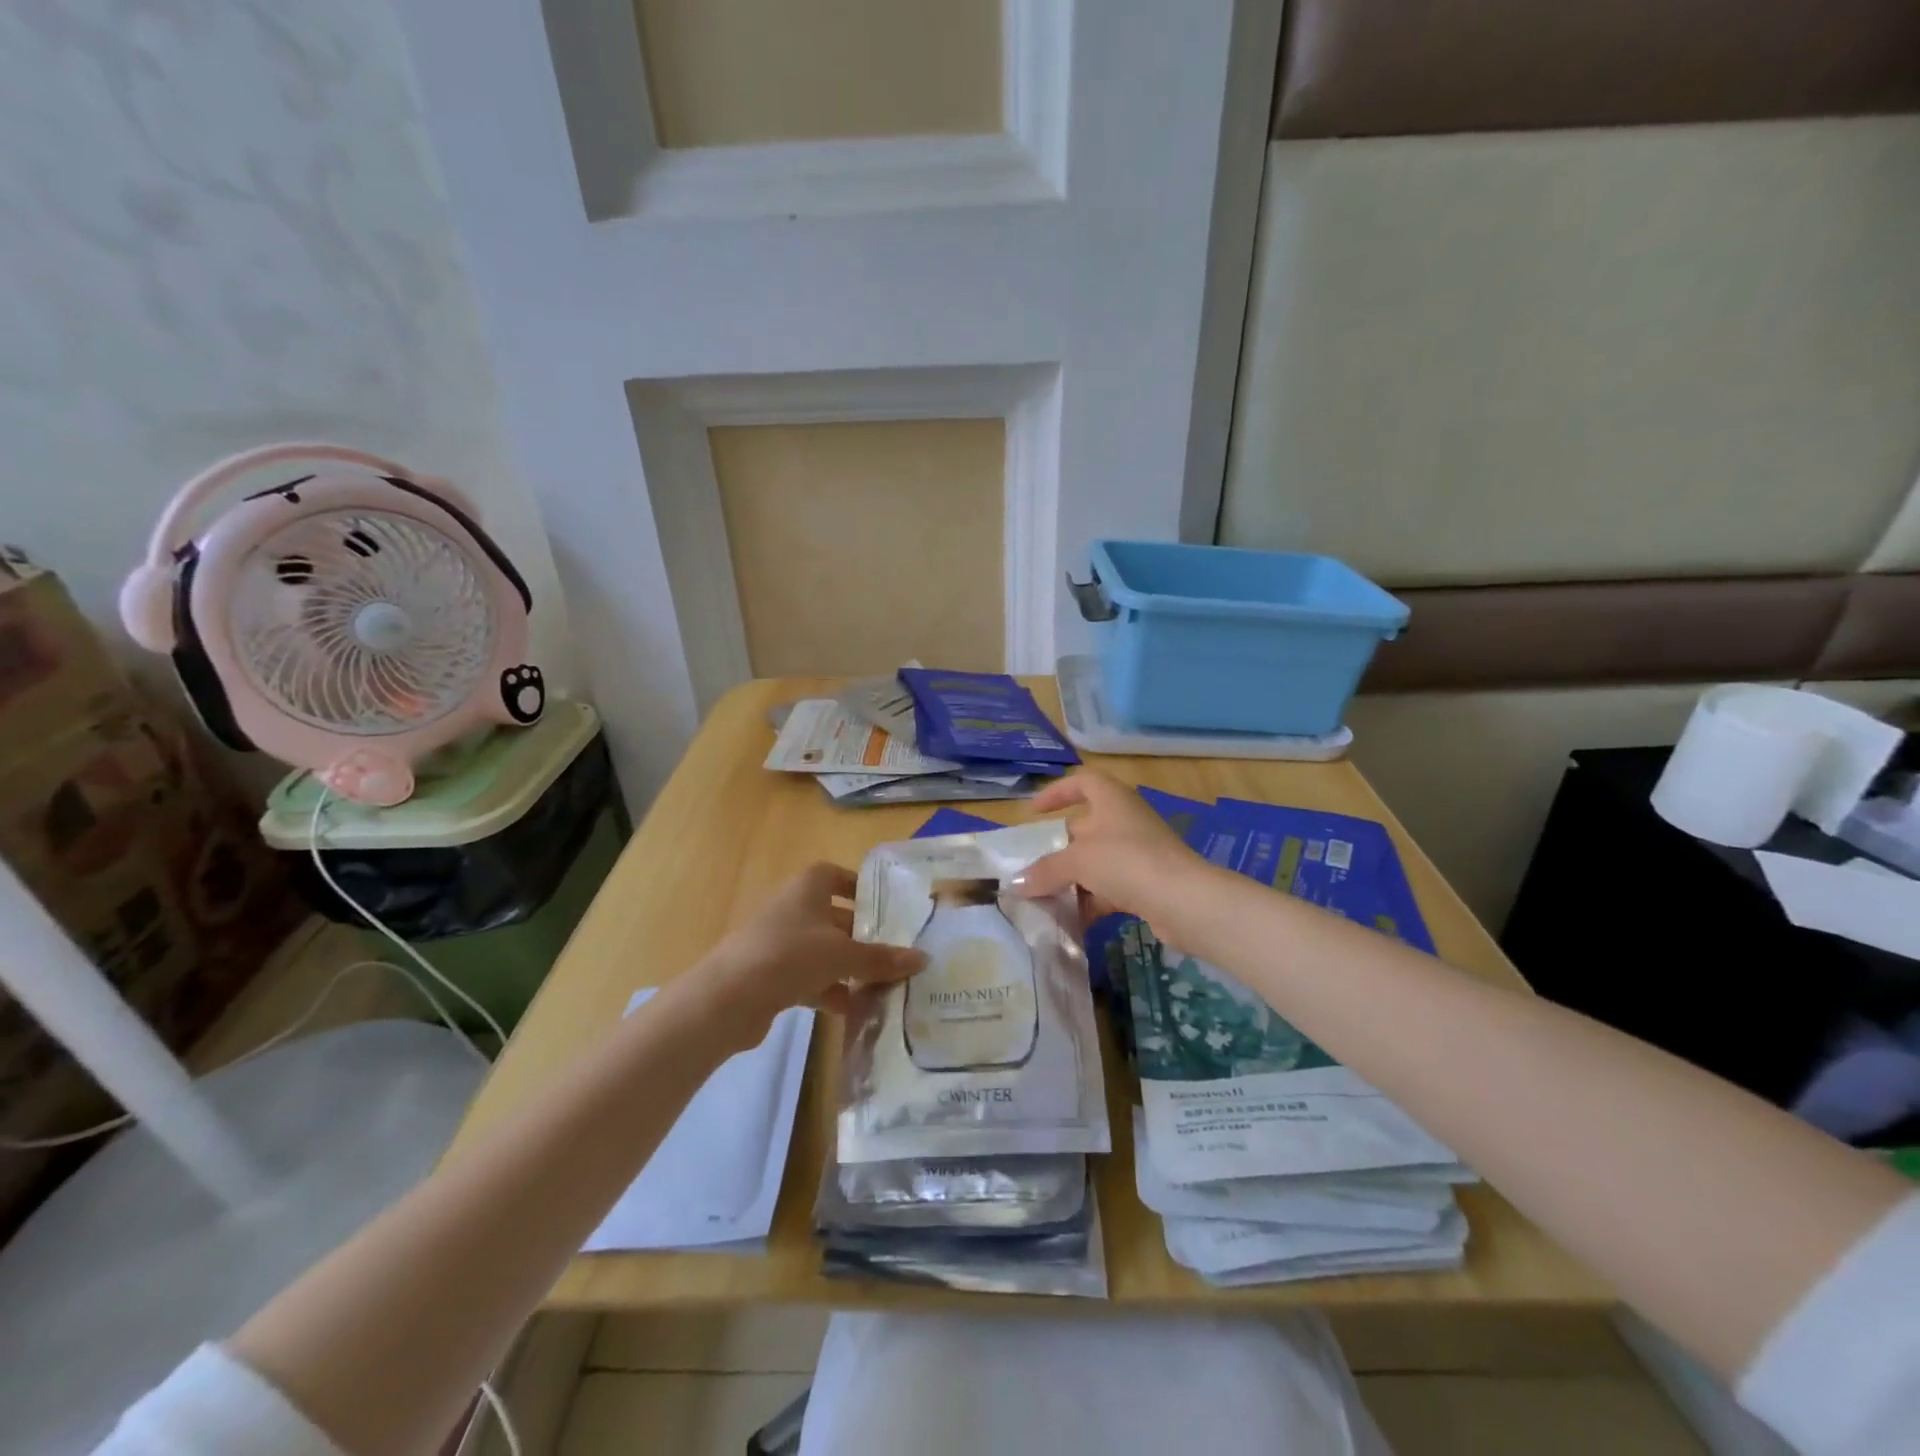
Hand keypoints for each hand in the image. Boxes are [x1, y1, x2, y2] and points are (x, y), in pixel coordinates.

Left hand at [692, 863, 925, 1049]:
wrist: (728, 999)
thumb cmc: (789, 955)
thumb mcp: (842, 955)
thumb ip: (882, 958)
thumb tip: (923, 958)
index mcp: (807, 889)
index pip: (835, 875)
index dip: (858, 886)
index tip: (884, 906)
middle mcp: (793, 910)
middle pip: (834, 917)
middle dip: (863, 936)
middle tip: (896, 954)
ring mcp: (780, 944)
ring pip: (824, 952)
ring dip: (850, 969)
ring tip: (884, 986)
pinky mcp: (772, 977)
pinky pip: (810, 979)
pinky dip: (831, 992)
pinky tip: (854, 1010)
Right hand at [1016, 771, 1214, 940]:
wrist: (1185, 902)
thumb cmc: (1128, 862)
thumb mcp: (1078, 861)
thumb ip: (1045, 870)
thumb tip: (1016, 884)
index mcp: (1112, 800)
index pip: (1082, 782)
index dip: (1057, 792)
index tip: (1033, 813)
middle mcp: (1125, 821)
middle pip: (1083, 828)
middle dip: (1056, 850)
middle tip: (1030, 867)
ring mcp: (1137, 854)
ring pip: (1094, 863)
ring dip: (1070, 881)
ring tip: (1042, 900)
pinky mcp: (1146, 884)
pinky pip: (1108, 889)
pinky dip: (1089, 902)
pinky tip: (1069, 922)